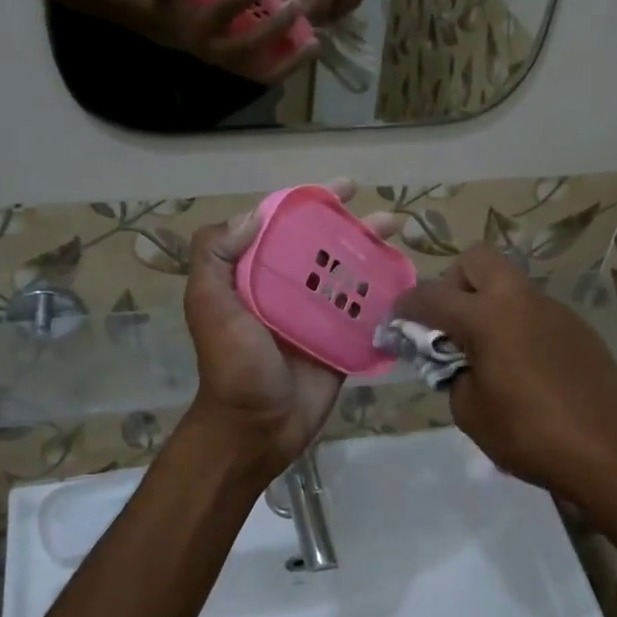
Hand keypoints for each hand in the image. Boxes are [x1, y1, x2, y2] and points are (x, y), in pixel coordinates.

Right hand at [143, 0, 318, 83]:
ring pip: (262, 68)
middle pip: (249, 45)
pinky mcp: (238, 70)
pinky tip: (308, 52)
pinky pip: (265, 76)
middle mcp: (215, 51)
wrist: (166, 28)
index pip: (225, 11)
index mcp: (198, 28)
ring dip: (290, 58)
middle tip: (297, 3)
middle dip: (276, 27)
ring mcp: (229, 64)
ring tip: (316, 41)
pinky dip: (287, 68)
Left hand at [184, 180, 400, 479]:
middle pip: (325, 248)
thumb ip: (215, 255)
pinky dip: (384, 296)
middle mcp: (286, 290)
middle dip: (355, 227)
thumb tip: (255, 214)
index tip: (342, 189)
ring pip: (349, 276)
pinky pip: (364, 313)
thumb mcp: (208, 304)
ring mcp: (316, 317)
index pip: (285, 227)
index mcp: (254, 276)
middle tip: (388, 218)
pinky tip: (407, 280)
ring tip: (402, 239)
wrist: (256, 427)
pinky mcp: (339, 342)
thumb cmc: (232, 364)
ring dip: (375, 255)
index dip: (312, 203)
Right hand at [397, 246, 616, 520]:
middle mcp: (521, 301)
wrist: (608, 454)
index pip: (432, 295)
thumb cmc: (528, 435)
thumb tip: (455, 360)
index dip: (407, 305)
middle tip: (450, 323)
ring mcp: (554, 310)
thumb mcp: (470, 411)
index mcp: (487, 318)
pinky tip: (525, 368)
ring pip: (510, 285)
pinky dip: (518, 325)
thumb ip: (452, 373)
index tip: (397, 320)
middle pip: (478, 260)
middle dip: (454, 283)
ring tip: (488, 351)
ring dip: (489, 305)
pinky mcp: (578, 328)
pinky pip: (536, 311)